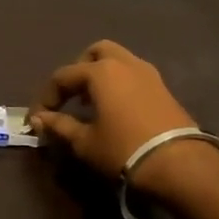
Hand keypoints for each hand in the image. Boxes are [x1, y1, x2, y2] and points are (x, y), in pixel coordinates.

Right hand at [28, 40, 208, 192]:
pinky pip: (134, 75)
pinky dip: (120, 83)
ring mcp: (148, 74)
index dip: (47, 97)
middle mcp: (124, 63)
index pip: (63, 76)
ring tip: (92, 102)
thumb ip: (59, 126)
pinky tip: (116, 109)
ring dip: (101, 74)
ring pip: (119, 60)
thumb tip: (38, 120)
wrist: (180, 166)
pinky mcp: (164, 89)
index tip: (38, 119)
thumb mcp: (85, 142)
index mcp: (100, 71)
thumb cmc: (123, 150)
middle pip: (95, 53)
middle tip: (70, 96)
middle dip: (78, 70)